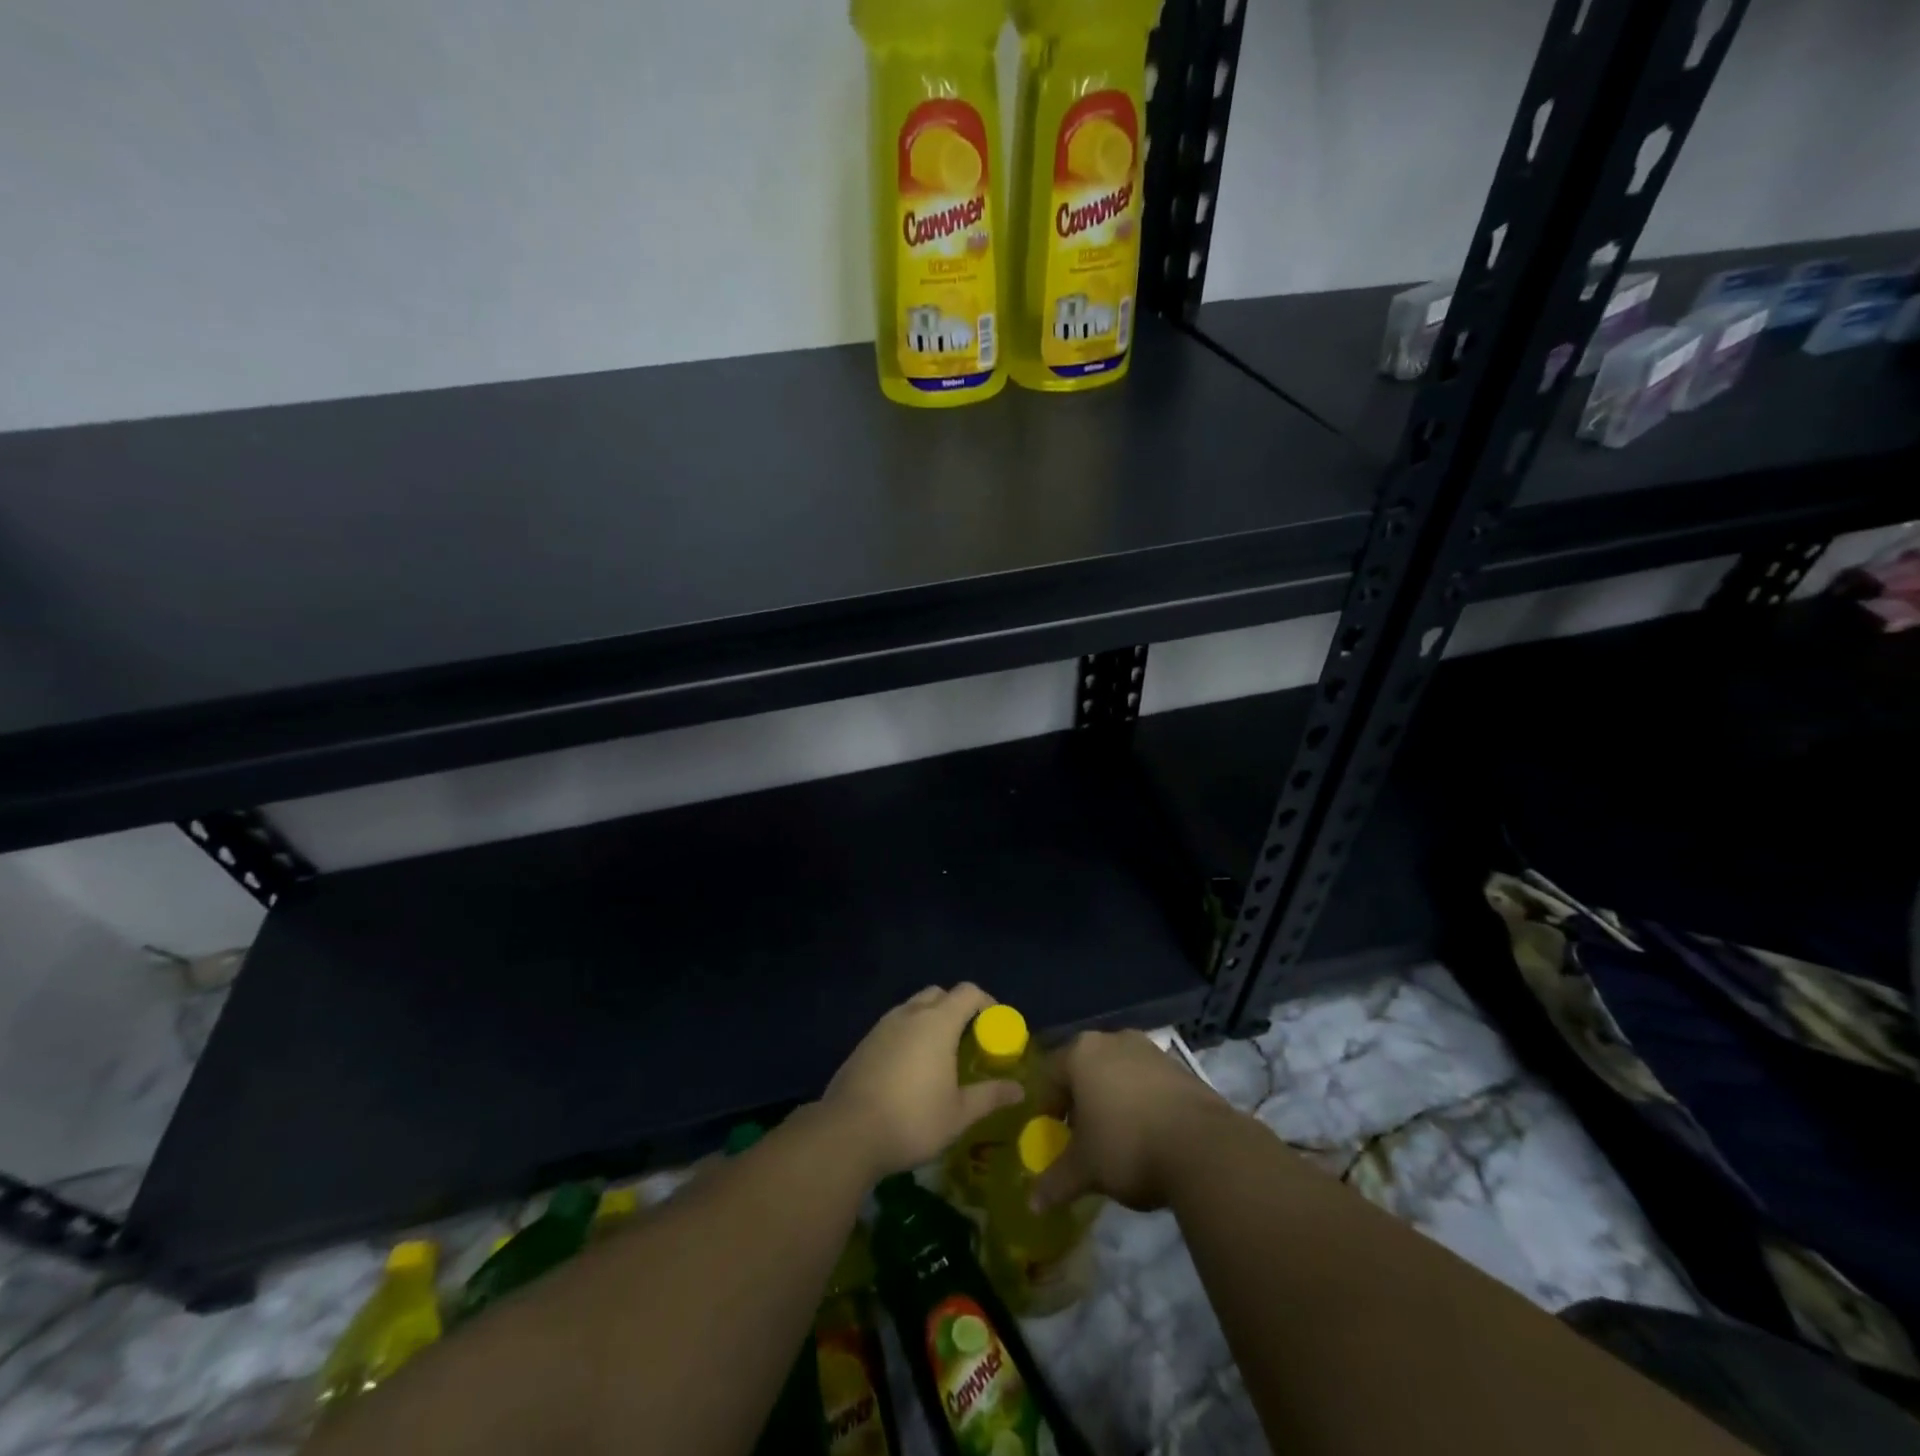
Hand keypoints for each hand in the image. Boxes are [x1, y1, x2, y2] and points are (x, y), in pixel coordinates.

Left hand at [822, 984, 1023, 1180]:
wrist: (847, 1133)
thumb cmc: (913, 1119)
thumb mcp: (959, 1114)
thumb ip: (989, 1096)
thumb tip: (1019, 1089)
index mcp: (937, 1022)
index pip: (968, 992)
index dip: (986, 1002)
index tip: (996, 1024)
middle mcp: (910, 1014)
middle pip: (939, 994)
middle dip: (956, 1008)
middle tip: (968, 1038)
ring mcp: (882, 1026)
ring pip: (912, 1008)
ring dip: (929, 1020)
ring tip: (939, 1054)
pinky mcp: (863, 1043)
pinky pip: (893, 1026)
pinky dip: (907, 1035)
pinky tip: (909, 1069)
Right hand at [1031, 1030, 1233, 1212]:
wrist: (1205, 1148)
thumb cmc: (1127, 1146)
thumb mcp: (1085, 1169)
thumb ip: (1055, 1182)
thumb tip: (1032, 1204)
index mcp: (1081, 1053)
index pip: (1050, 1073)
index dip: (1047, 1106)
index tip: (1053, 1136)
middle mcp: (1113, 1040)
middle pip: (1085, 1069)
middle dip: (1081, 1101)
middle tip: (1083, 1137)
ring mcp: (1150, 1050)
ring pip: (1119, 1072)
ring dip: (1113, 1100)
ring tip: (1118, 1139)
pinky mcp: (1181, 1067)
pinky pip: (1148, 1082)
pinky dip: (1142, 1103)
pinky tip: (1150, 1136)